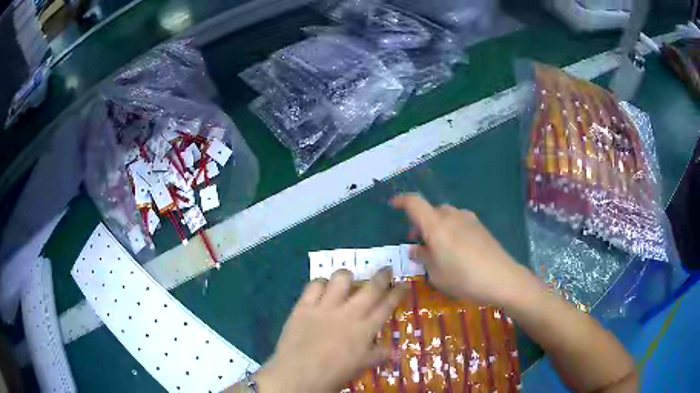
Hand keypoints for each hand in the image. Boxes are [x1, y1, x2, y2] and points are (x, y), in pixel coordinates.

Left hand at [254, 268, 406, 392]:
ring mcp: (325, 307)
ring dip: (347, 277)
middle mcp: (348, 313)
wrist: (299, 374)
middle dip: (382, 276)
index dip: (398, 293)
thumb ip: (377, 355)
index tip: (404, 283)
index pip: (387, 306)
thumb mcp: (361, 366)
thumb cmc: (333, 374)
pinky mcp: (304, 306)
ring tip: (348, 280)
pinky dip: (320, 283)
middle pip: (370, 288)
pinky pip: (314, 285)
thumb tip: (393, 351)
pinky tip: (321, 289)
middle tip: (386, 269)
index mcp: (365, 329)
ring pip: (341, 279)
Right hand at [391, 193, 534, 305]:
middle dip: (420, 222)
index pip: (414, 203)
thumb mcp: (436, 274)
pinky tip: (455, 249)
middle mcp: (452, 215)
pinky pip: (458, 221)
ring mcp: (469, 219)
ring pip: (445, 216)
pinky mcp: (480, 226)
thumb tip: (416, 249)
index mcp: (436, 225)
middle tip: (417, 242)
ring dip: (435, 226)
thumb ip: (423, 258)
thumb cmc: (463, 278)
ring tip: (436, 248)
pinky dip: (450, 229)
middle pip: (430, 211)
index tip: (393, 205)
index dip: (401, 201)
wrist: (502, 278)